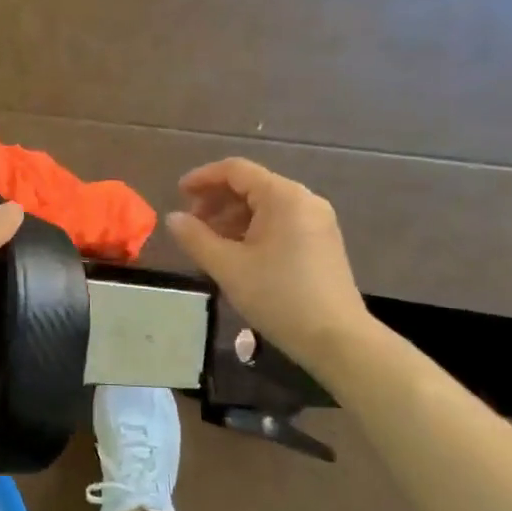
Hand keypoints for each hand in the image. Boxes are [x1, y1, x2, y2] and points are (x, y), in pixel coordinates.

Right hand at [165, 158, 370, 362]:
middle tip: (191, 224)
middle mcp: (304, 200)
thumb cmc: (279, 297)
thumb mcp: (228, 267)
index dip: (203, 177)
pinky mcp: (322, 242)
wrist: (337, 340)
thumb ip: (196, 238)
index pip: (236, 170)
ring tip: (209, 243)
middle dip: (217, 200)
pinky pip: (280, 222)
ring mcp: (317, 221)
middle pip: (251, 185)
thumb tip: (173, 218)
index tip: (178, 194)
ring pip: (265, 205)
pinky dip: (253, 229)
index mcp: (283, 197)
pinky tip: (237, 253)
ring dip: (232, 217)